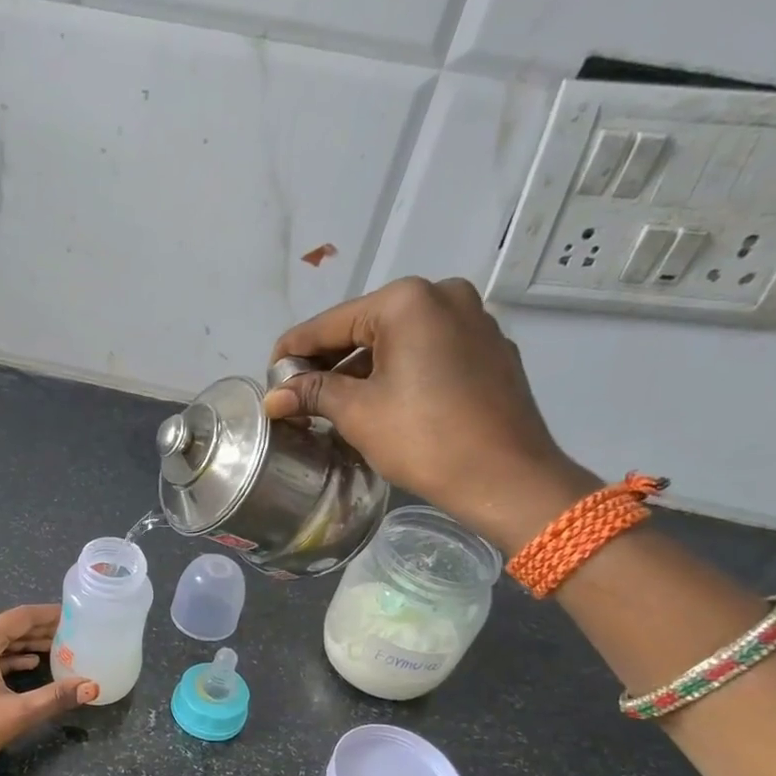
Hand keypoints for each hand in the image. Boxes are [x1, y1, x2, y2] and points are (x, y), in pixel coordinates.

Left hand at [0, 605, 97, 775]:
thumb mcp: (15, 714)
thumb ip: (54, 698)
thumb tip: (92, 687)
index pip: (21, 617)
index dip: (50, 615)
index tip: (75, 614)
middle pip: (7, 627)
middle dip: (38, 631)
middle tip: (70, 635)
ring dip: (21, 646)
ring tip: (52, 651)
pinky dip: (2, 659)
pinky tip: (21, 668)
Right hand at [263, 277, 597, 553]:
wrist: (506, 478)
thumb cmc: (424, 438)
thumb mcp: (357, 413)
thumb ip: (312, 393)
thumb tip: (273, 397)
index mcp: (407, 301)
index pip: (331, 323)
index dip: (294, 350)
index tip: (269, 374)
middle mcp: (444, 296)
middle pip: (366, 326)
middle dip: (330, 360)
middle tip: (298, 392)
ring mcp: (474, 321)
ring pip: (399, 339)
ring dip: (363, 368)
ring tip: (334, 402)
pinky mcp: (490, 350)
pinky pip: (429, 351)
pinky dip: (399, 370)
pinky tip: (381, 400)